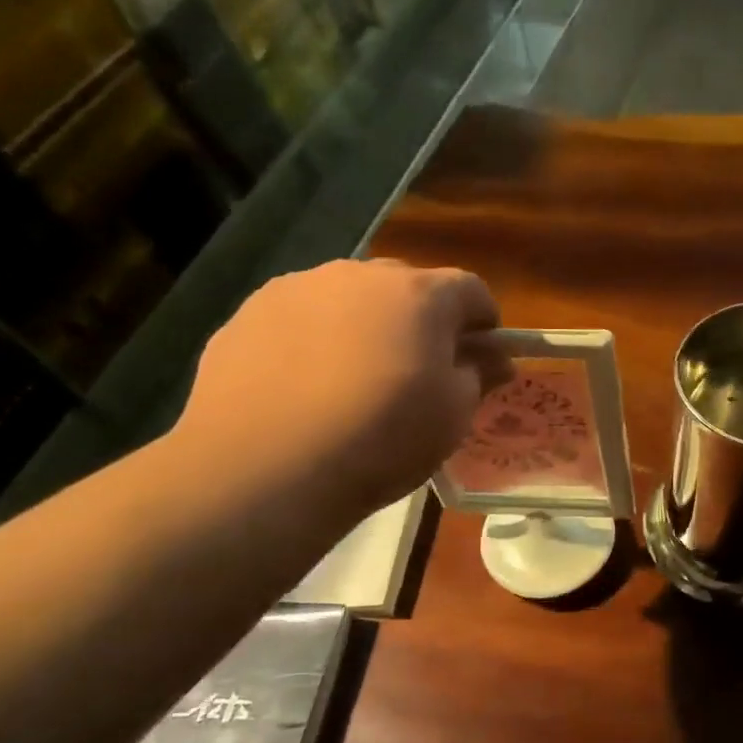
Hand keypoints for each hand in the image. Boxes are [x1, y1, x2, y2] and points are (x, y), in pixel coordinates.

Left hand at [171, 259, 508, 514]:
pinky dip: (315, 341)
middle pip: (408, 286)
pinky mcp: (247, 314)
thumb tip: (495, 358)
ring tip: (355, 382)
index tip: (481, 359)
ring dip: (366, 326)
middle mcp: (359, 275)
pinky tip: (307, 389)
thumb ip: (479, 375)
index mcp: (419, 294)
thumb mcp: (453, 415)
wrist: (265, 467)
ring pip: (350, 299)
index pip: (471, 289)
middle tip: (419, 371)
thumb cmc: (382, 437)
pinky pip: (301, 319)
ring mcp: (296, 289)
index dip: (484, 323)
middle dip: (423, 321)